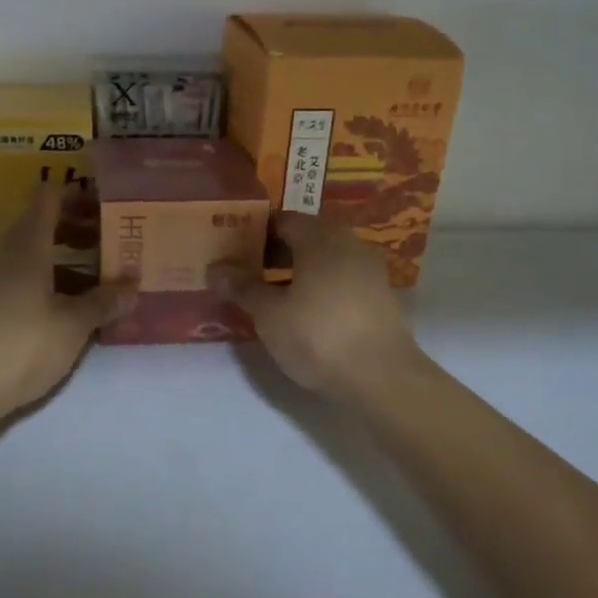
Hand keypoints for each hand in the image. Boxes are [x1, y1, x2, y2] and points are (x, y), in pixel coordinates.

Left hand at [0, 184, 130, 417]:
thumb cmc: (24, 342)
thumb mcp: (73, 324)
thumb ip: (104, 301)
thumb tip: (132, 287)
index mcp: (26, 243)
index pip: (49, 196)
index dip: (77, 194)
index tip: (106, 205)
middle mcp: (4, 250)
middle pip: (41, 223)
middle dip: (77, 229)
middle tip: (111, 242)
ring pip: (31, 253)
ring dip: (64, 259)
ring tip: (98, 280)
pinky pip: (19, 276)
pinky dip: (46, 280)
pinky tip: (68, 307)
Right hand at [210, 213, 420, 396]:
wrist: (382, 377)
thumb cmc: (318, 334)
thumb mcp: (269, 313)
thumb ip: (242, 287)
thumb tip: (216, 268)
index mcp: (320, 235)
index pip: (281, 220)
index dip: (254, 233)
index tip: (233, 251)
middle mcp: (349, 242)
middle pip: (305, 238)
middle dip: (275, 253)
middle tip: (246, 274)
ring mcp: (370, 269)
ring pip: (324, 260)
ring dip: (298, 272)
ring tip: (270, 295)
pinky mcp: (381, 296)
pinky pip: (341, 280)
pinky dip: (320, 288)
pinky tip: (303, 312)